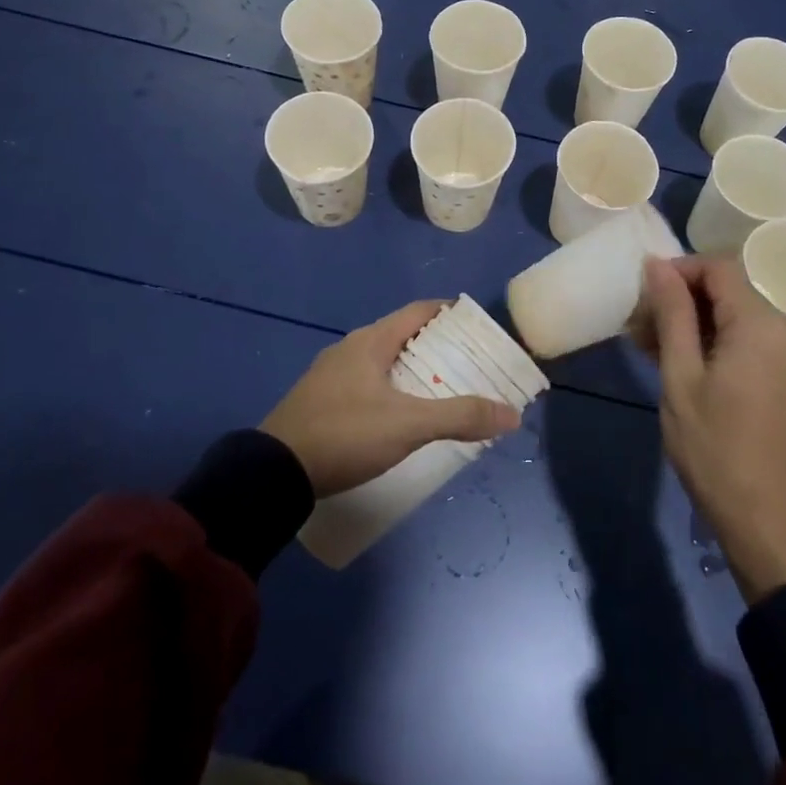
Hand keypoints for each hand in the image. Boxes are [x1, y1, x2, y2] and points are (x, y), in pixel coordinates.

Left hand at [261, 301, 518, 497]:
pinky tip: (401, 415)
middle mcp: (350, 349)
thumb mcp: (408, 425)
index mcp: (371, 341)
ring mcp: (330, 375)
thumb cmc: (345, 434)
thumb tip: (512, 413)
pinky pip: (366, 383)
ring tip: (442, 390)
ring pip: (382, 361)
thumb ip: (460, 416)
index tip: (477, 327)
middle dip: (437, 346)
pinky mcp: (320, 401)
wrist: (273, 472)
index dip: (449, 314)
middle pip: (402, 336)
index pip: (418, 312)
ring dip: (413, 370)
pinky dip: (391, 389)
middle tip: (469, 364)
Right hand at [641, 256, 785, 601]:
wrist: (762, 510)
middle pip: (729, 288)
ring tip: (652, 344)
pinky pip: (749, 335)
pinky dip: (715, 337)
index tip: (644, 293)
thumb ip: (672, 314)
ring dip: (695, 320)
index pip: (719, 268)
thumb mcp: (681, 376)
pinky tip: (682, 359)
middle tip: (640, 324)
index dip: (678, 270)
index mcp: (761, 324)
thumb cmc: (712, 445)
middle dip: (682, 297)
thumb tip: (657, 264)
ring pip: (736, 312)